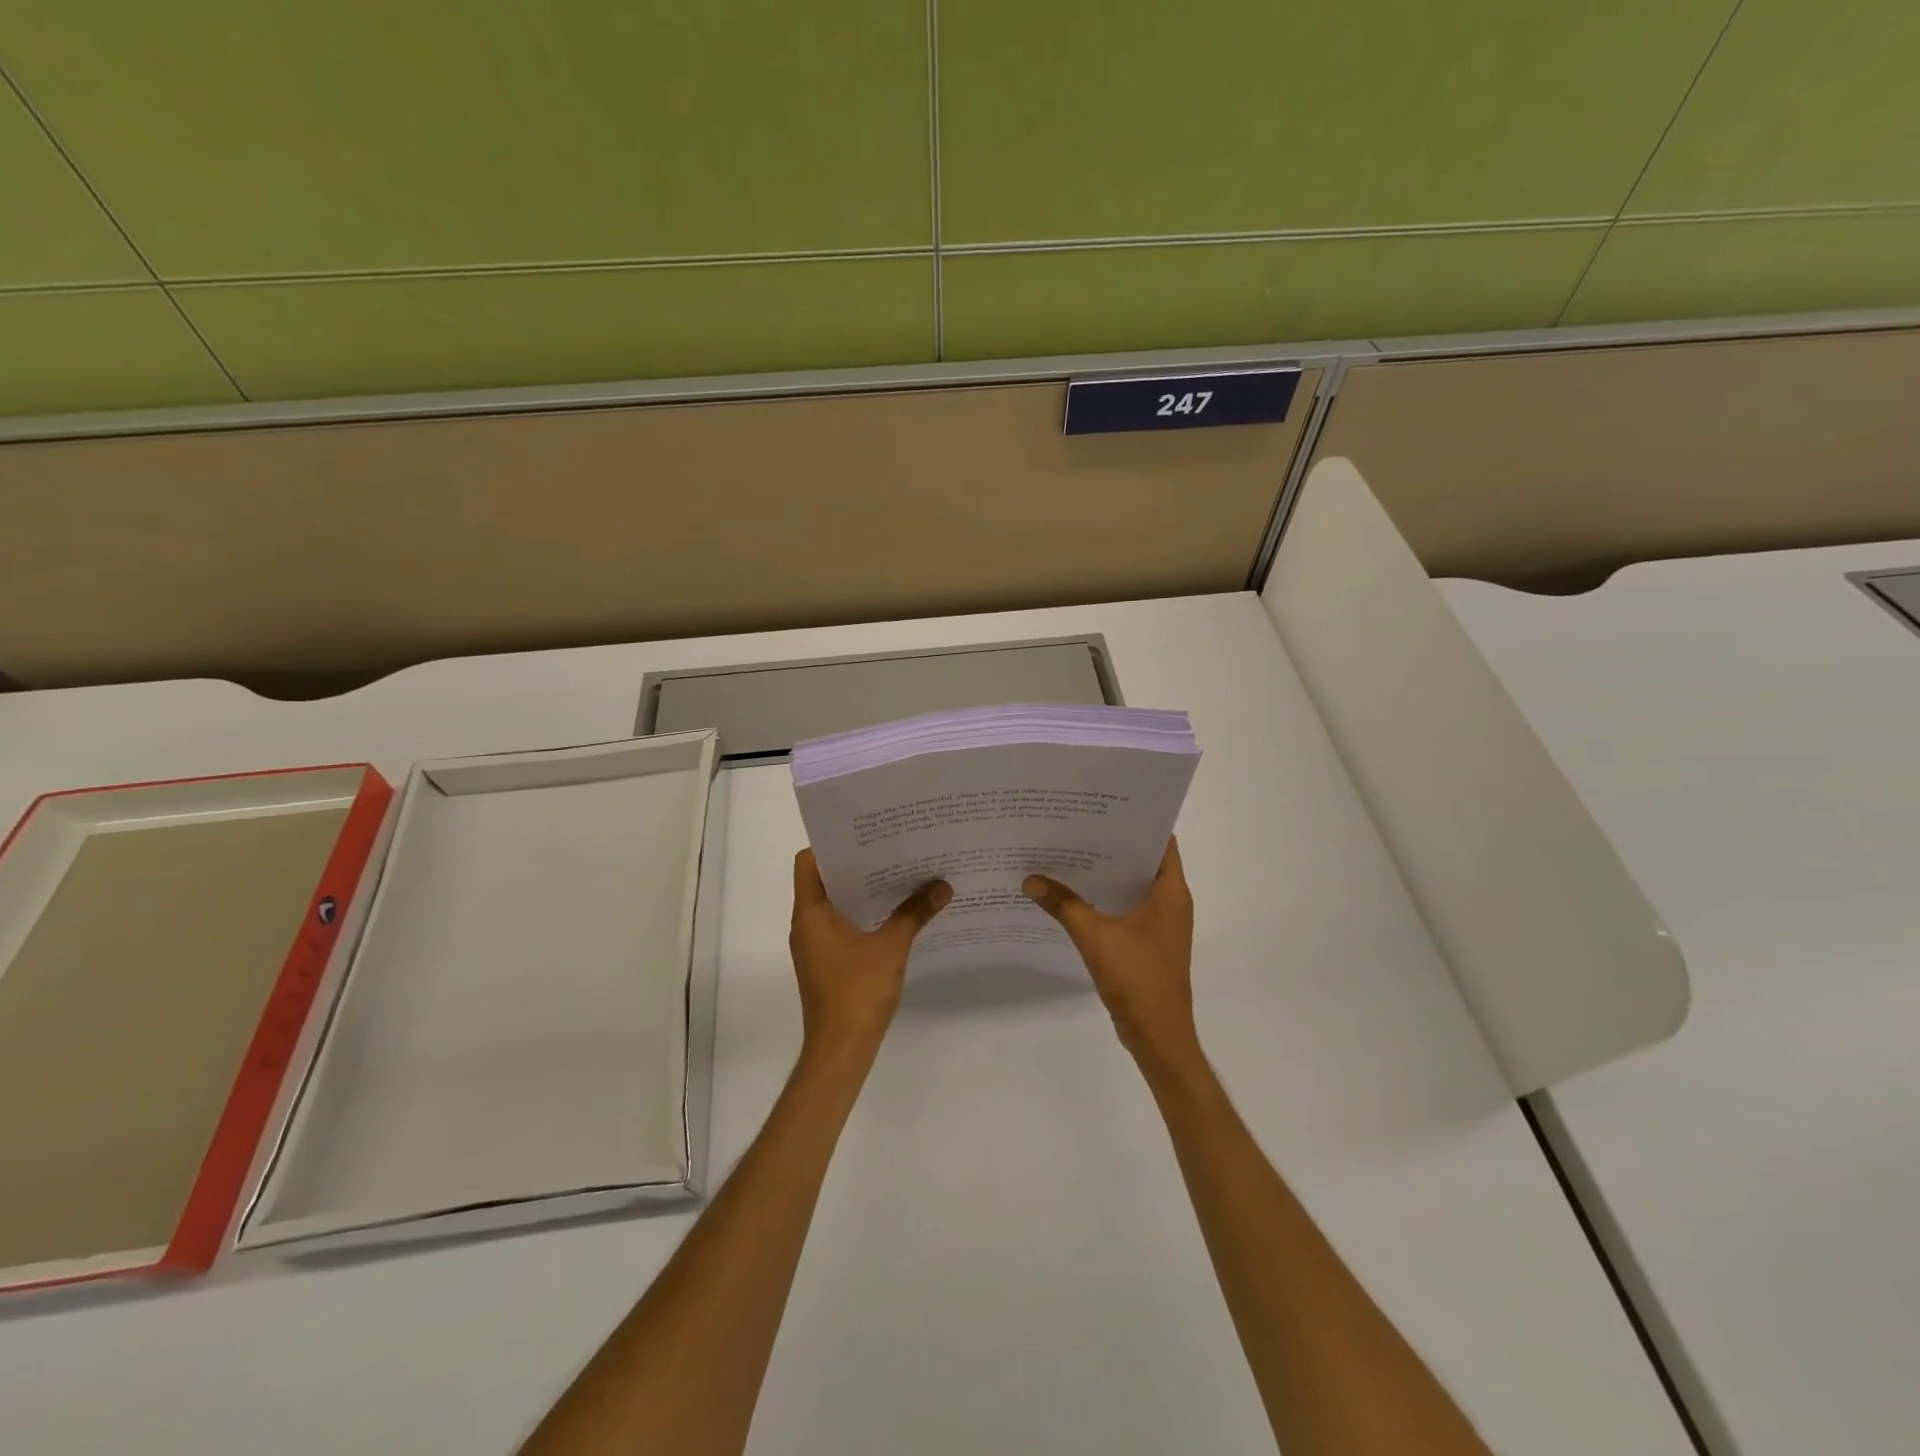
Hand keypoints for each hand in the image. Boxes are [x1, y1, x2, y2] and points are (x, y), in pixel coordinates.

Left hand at [789, 849, 951, 1067]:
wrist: (841, 1050)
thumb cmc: (857, 992)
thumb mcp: (891, 947)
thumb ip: (915, 913)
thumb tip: (942, 885)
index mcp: (810, 913)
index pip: (808, 862)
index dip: (832, 845)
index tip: (864, 835)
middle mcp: (806, 924)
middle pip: (825, 880)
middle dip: (857, 864)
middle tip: (891, 848)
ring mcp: (815, 945)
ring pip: (835, 904)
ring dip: (862, 891)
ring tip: (898, 874)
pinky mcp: (827, 962)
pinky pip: (842, 925)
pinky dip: (863, 915)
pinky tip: (895, 913)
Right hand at [1024, 838, 1198, 1070]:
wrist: (1158, 1036)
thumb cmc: (1138, 978)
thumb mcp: (1095, 936)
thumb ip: (1063, 904)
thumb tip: (1030, 878)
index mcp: (1171, 892)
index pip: (1161, 841)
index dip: (1137, 821)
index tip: (1105, 805)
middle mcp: (1172, 902)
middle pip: (1144, 861)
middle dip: (1112, 843)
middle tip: (1076, 824)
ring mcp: (1161, 924)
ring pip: (1133, 886)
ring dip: (1107, 872)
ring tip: (1070, 852)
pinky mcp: (1149, 943)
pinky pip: (1127, 908)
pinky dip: (1106, 898)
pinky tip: (1075, 894)